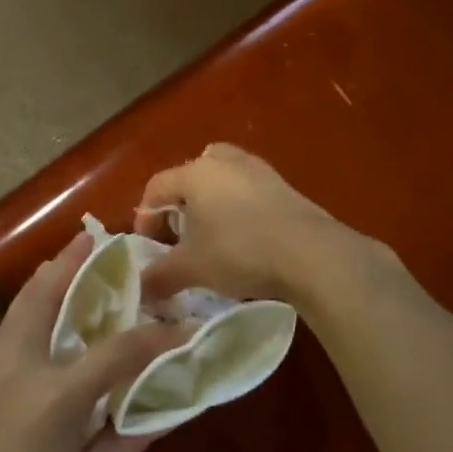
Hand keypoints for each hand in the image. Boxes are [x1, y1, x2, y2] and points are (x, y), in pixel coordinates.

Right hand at [133, 143, 383, 307]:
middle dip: (180, 203)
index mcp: (196, 173)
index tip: (149, 246)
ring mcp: (257, 169)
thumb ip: (160, 276)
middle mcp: (224, 161)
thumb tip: (140, 290)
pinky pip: (248, 188)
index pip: (156, 187)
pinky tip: (245, 236)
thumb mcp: (193, 269)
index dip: (145, 217)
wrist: (312, 254)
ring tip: (213, 234)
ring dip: (211, 201)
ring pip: (222, 177)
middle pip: (190, 174)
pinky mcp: (283, 184)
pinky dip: (238, 205)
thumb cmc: (241, 252)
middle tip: (180, 235)